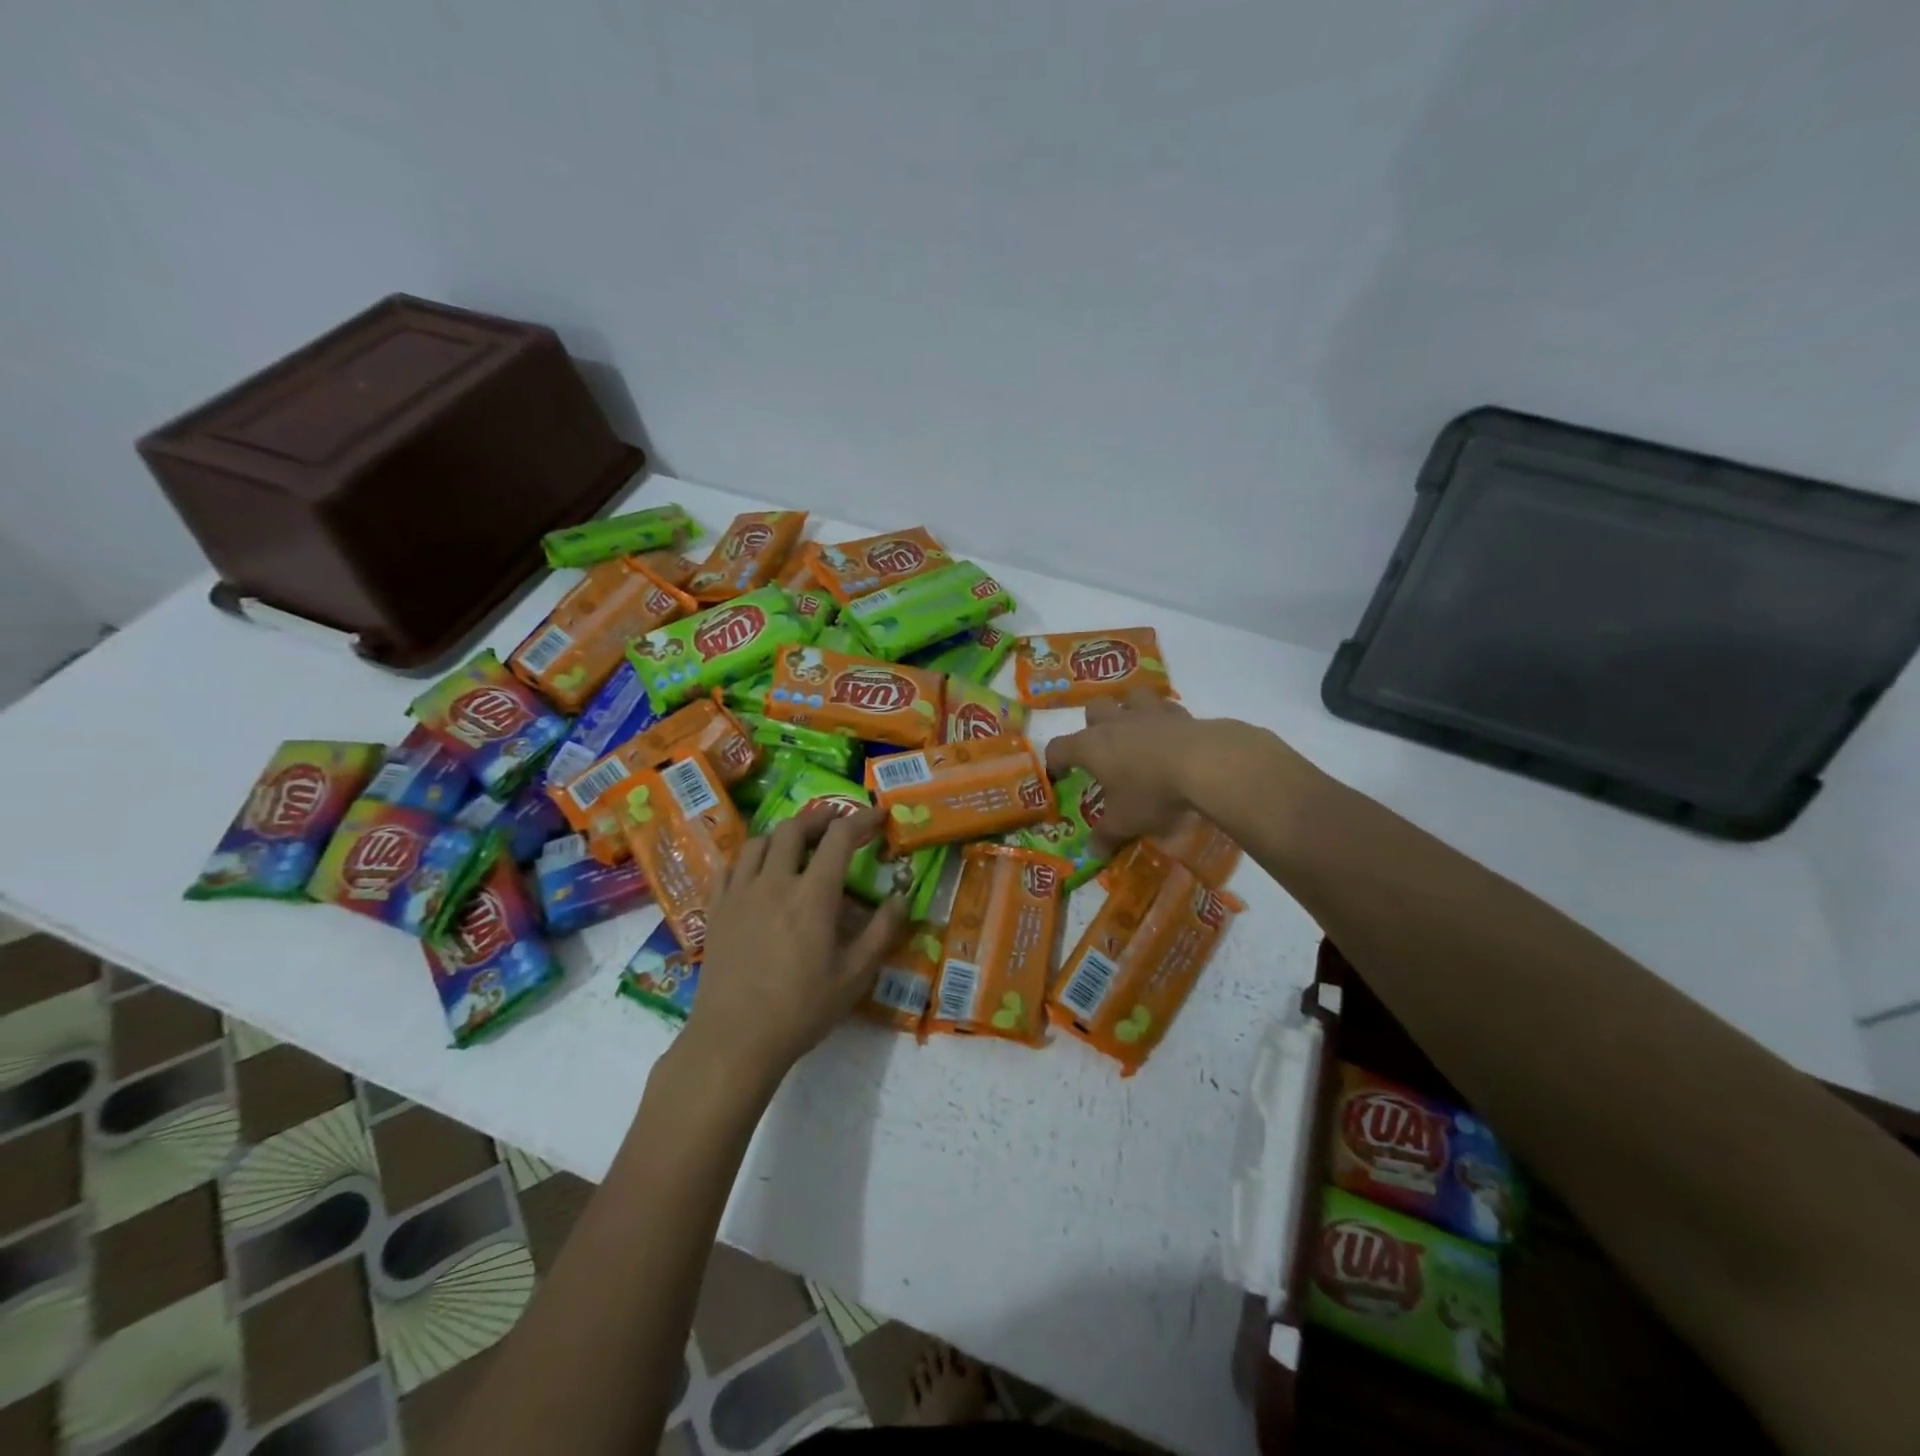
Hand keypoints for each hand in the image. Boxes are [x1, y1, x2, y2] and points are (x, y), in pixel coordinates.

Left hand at [679, 806, 907, 1086]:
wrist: (734, 1039)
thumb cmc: (801, 1009)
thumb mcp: (854, 976)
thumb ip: (881, 933)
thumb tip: (900, 898)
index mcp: (813, 895)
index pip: (839, 838)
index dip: (861, 819)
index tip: (877, 816)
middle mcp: (774, 882)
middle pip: (793, 829)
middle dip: (819, 818)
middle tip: (835, 823)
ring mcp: (740, 893)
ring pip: (758, 842)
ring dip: (783, 834)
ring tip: (796, 845)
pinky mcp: (716, 909)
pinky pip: (730, 866)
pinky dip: (749, 857)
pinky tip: (757, 871)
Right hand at [1044, 691, 1203, 854]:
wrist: (1204, 764)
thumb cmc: (1151, 792)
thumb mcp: (1125, 822)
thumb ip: (1105, 837)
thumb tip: (1092, 853)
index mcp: (1091, 746)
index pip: (1059, 748)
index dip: (1055, 762)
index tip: (1059, 776)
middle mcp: (1115, 722)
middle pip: (1093, 709)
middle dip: (1093, 725)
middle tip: (1102, 750)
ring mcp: (1148, 712)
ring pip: (1130, 698)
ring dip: (1129, 710)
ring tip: (1136, 732)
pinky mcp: (1180, 713)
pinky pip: (1165, 708)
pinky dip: (1164, 719)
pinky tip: (1171, 736)